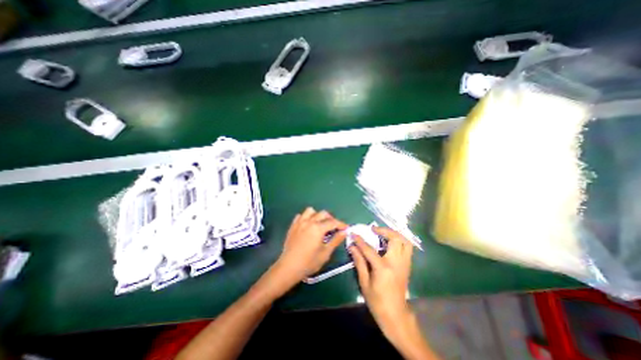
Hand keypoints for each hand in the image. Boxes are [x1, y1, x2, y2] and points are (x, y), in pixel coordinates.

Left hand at [268, 208, 348, 289]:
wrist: (289, 267)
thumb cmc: (309, 262)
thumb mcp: (325, 253)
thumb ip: (336, 240)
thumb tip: (344, 232)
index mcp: (318, 228)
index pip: (333, 222)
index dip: (341, 224)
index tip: (346, 228)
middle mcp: (309, 221)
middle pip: (323, 213)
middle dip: (331, 219)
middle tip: (334, 228)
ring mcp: (300, 222)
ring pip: (310, 211)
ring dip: (317, 215)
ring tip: (320, 224)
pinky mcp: (293, 226)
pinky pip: (300, 216)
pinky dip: (306, 218)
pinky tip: (308, 226)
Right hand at [349, 227, 412, 340]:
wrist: (396, 315)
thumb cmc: (377, 301)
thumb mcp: (364, 283)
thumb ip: (359, 262)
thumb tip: (352, 247)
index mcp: (383, 268)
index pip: (370, 249)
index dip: (360, 241)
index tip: (354, 234)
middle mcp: (397, 262)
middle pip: (395, 239)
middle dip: (384, 230)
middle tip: (374, 229)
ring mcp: (405, 263)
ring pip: (405, 241)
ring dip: (394, 234)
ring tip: (383, 233)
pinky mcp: (408, 265)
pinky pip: (407, 247)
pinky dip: (399, 240)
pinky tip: (390, 242)